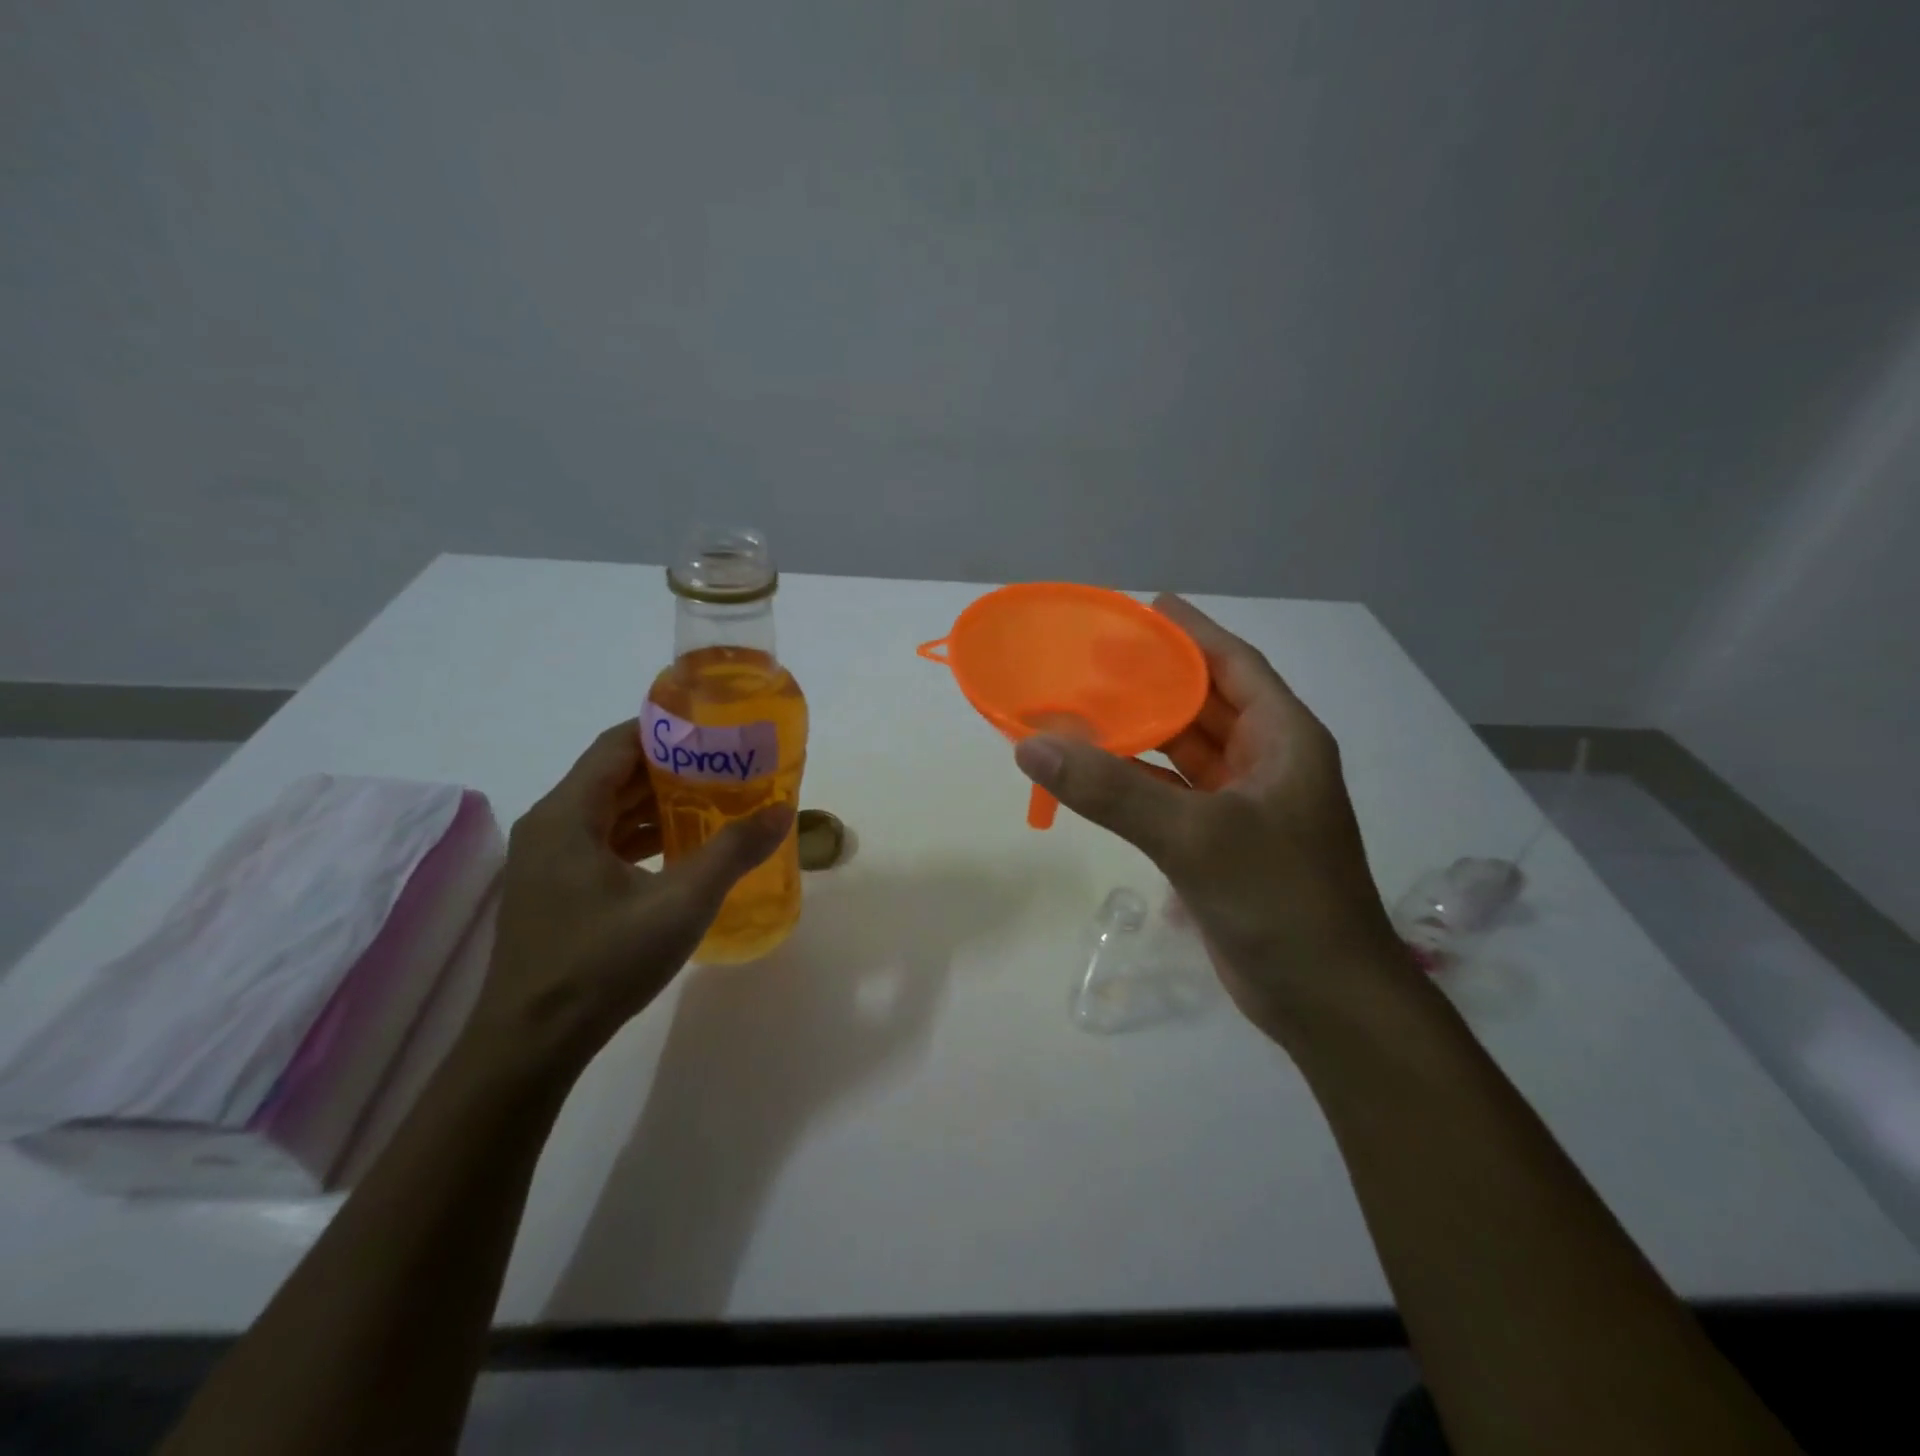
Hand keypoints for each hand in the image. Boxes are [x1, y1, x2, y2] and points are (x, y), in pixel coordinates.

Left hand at [470, 722, 792, 1075]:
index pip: (618, 745)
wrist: (532, 1044)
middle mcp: (550, 826)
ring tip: (715, 800)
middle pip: (614, 775)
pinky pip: (602, 842)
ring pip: (608, 811)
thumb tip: (781, 812)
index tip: (716, 729)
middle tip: (728, 765)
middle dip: (672, 767)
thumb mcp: (681, 903)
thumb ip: (733, 852)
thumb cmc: (603, 962)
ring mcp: (548, 861)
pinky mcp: (555, 890)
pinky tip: (681, 848)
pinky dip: (641, 835)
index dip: (667, 730)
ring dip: (658, 803)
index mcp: (567, 815)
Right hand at [1013, 596, 1406, 1041]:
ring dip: (1139, 730)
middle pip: (1203, 703)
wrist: (1324, 1000)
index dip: (1190, 632)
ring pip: (1183, 751)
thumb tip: (1033, 745)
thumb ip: (1113, 790)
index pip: (1234, 665)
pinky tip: (1092, 771)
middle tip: (1092, 656)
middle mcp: (1266, 762)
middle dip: (1153, 678)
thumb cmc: (1280, 901)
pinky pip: (1170, 794)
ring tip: (1082, 704)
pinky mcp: (1219, 844)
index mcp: (1283, 739)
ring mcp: (1242, 806)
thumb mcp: (1196, 835)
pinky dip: (1134, 781)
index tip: (1141, 608)